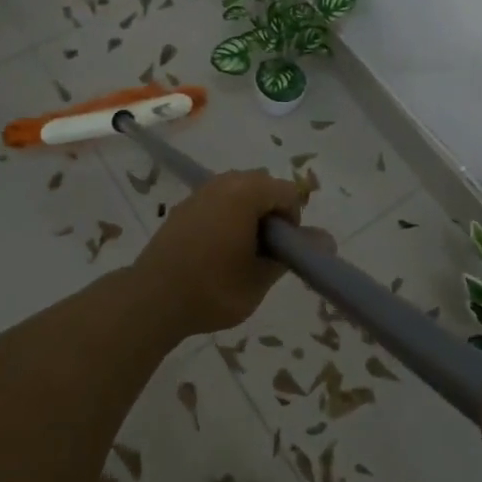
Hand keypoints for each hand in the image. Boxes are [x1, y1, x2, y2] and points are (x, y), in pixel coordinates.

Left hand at [133, 169, 326, 335]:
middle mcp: (224, 182)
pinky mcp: (185, 205)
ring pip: (239, 192)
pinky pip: (218, 200)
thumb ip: (293, 254)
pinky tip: (217, 251)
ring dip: (249, 214)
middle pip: (263, 186)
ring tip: (241, 253)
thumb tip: (328, 239)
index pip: (287, 192)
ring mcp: (201, 191)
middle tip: (264, 253)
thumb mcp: (260, 278)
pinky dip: (227, 217)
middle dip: (270, 214)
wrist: (153, 298)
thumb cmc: (213, 289)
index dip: (293, 222)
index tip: (281, 253)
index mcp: (246, 192)